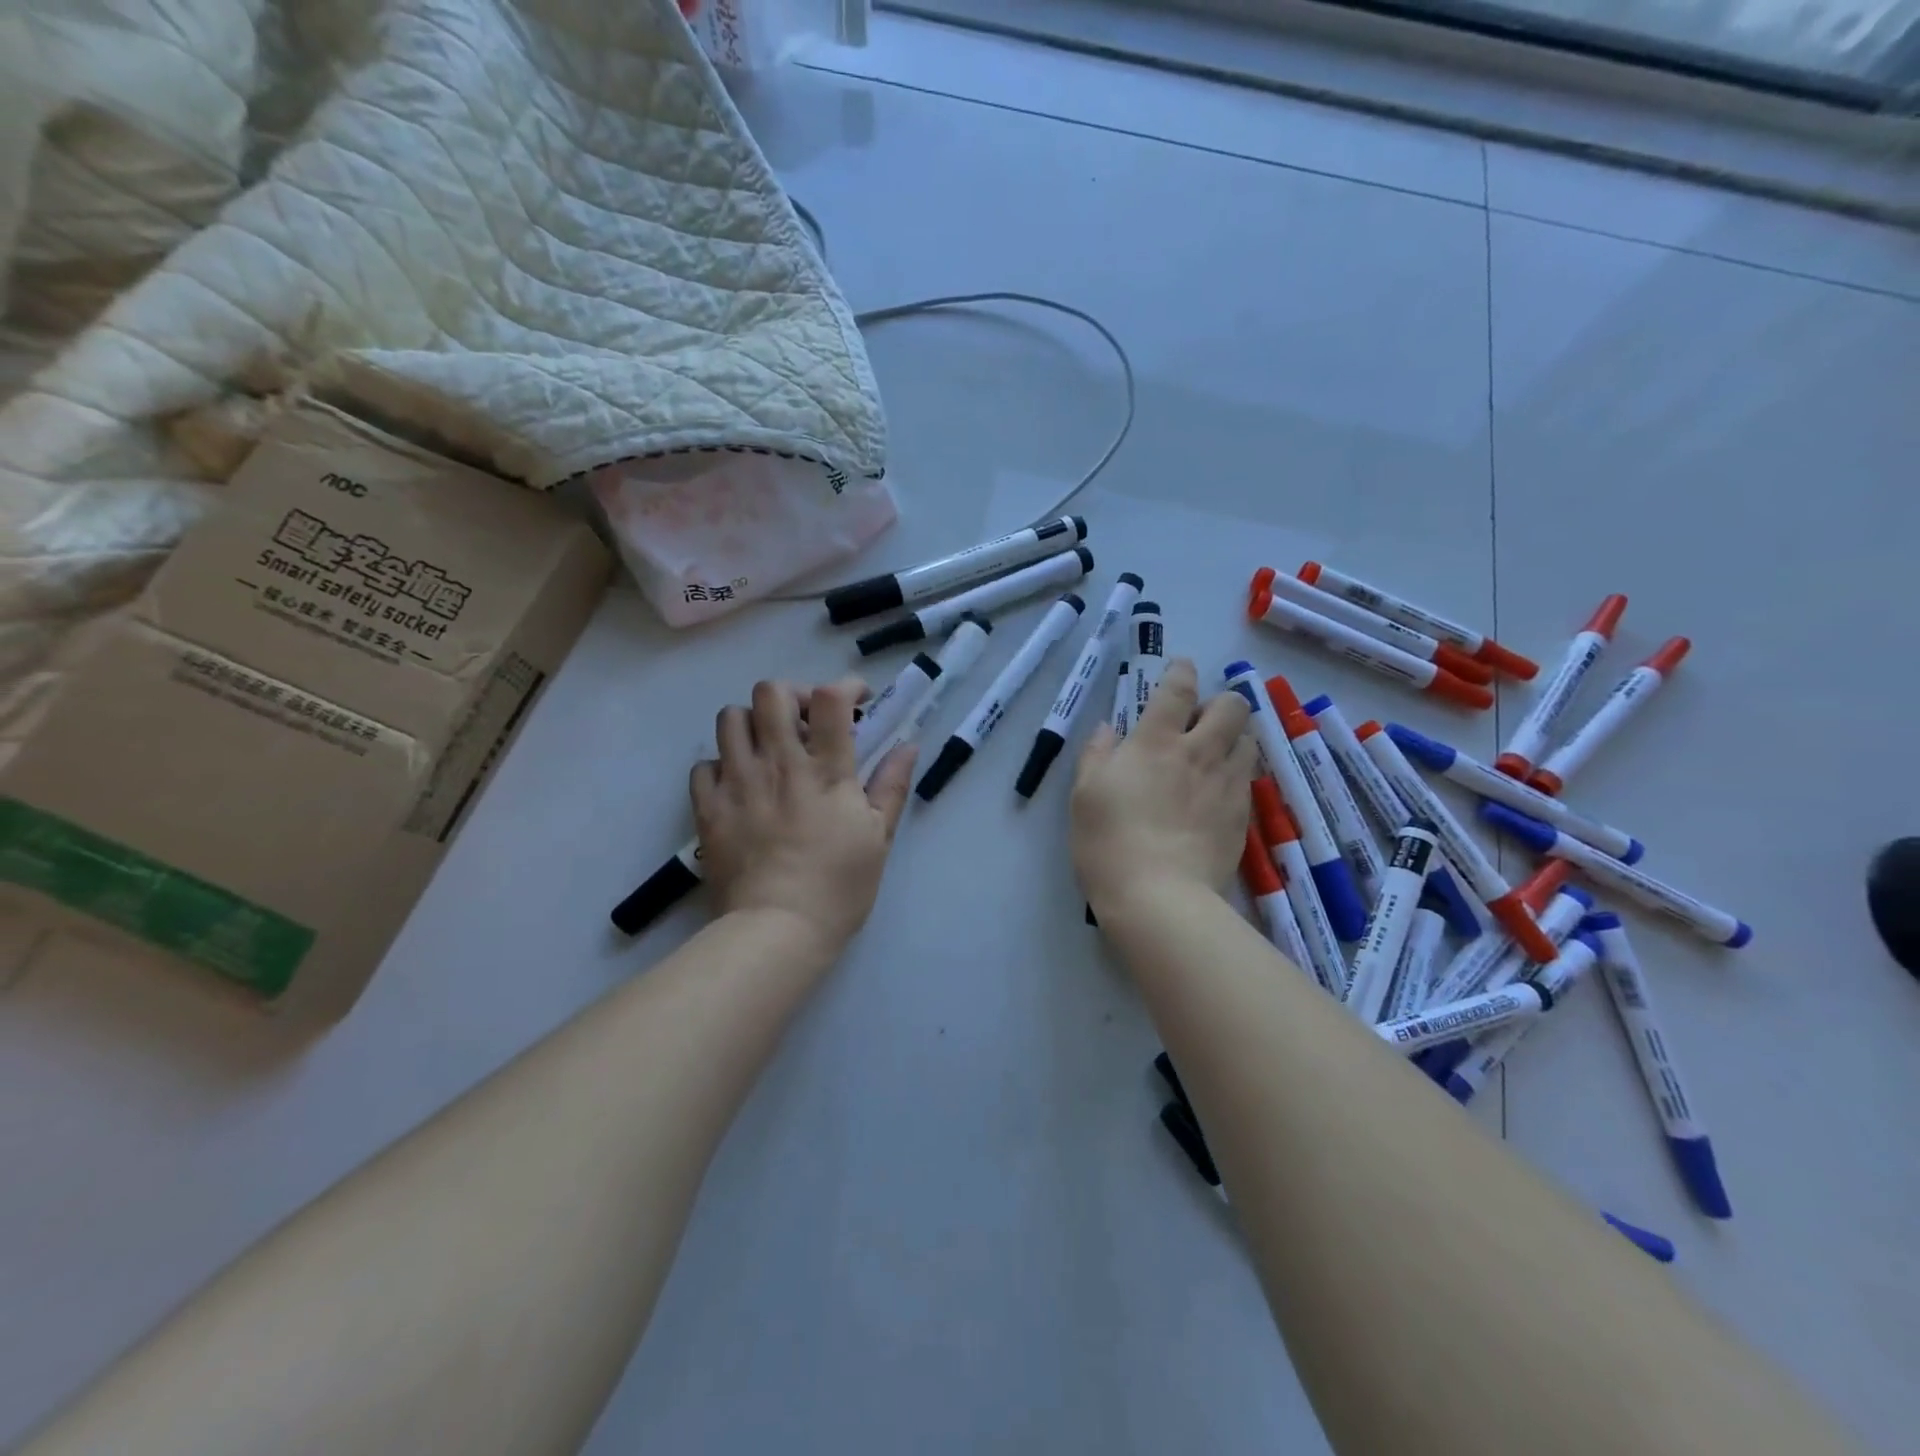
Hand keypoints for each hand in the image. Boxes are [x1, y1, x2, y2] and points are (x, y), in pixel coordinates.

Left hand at [692, 677, 915, 966]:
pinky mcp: (708, 807)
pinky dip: (721, 765)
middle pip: (771, 693)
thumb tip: (908, 745)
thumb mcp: (878, 837)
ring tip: (768, 749)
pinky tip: (738, 784)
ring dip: (753, 724)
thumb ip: (891, 785)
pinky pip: (703, 764)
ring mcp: (737, 783)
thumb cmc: (838, 886)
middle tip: (805, 722)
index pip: (830, 698)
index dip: (844, 687)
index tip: (855, 702)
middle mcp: (778, 764)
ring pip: (731, 718)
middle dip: (792, 695)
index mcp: (825, 771)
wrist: (776, 930)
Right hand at [1070, 658, 1255, 913]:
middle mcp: (1198, 752)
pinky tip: (1217, 792)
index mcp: (1155, 741)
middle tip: (1199, 721)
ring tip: (1215, 754)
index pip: (1178, 689)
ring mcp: (1226, 784)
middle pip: (1231, 705)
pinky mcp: (1242, 815)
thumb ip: (1097, 754)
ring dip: (1234, 736)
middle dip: (1220, 701)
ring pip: (1249, 739)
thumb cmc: (1109, 841)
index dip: (1182, 671)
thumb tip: (1108, 729)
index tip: (1181, 667)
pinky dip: (1235, 773)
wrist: (1158, 896)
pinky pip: (1247, 778)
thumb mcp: (1085, 794)